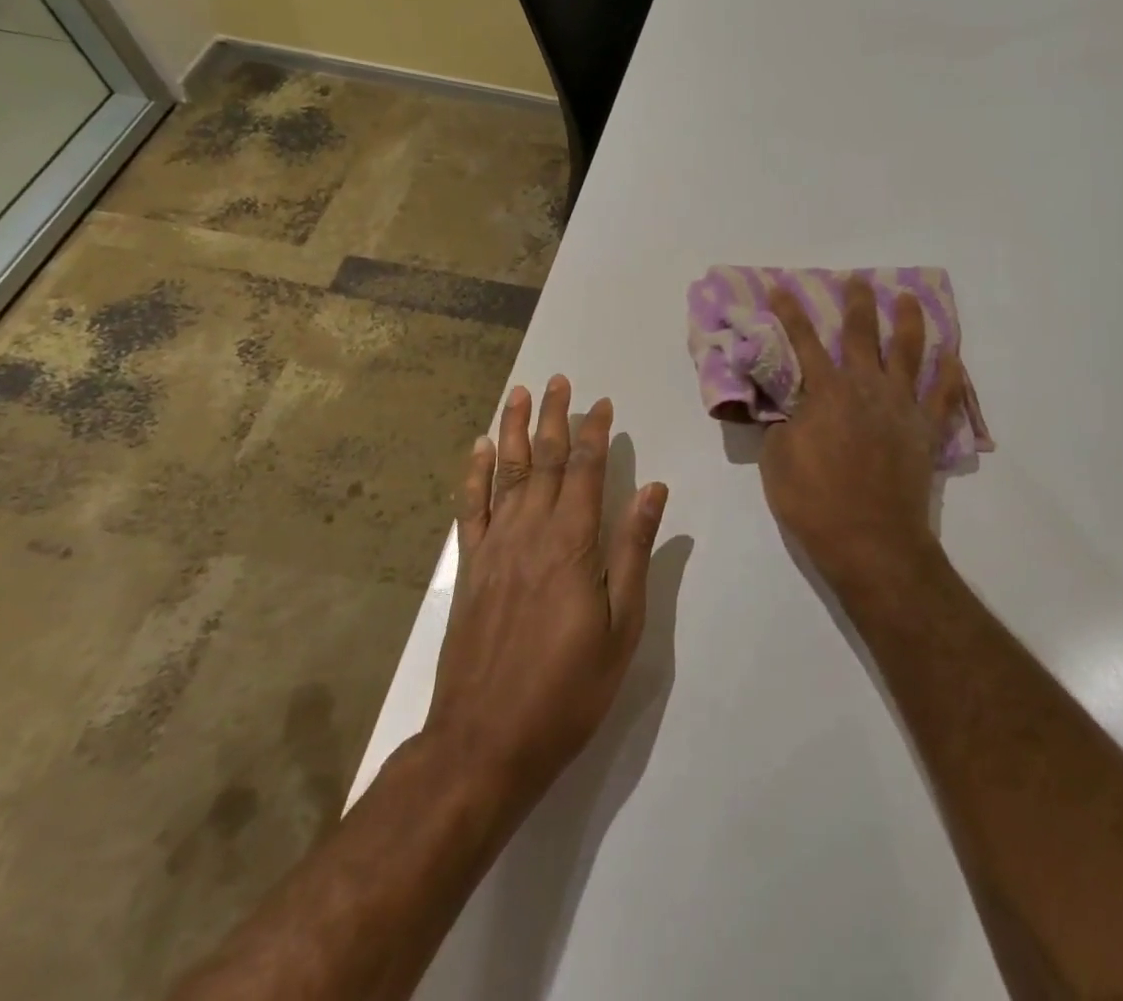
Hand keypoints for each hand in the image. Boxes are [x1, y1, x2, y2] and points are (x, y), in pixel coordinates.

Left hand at [426, 376, 668, 810]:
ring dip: (512, 430)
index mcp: (573, 544)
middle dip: (553, 418)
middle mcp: (531, 532)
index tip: (601, 403)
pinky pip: (471, 509)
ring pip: (505, 473)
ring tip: (518, 394)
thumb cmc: (568, 688)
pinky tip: (478, 449)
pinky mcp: (471, 569)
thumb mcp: (622, 626)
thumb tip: (652, 490)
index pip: (585, 470)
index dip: (594, 433)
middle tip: (558, 380)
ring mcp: (495, 548)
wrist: (485, 741)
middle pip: (543, 460)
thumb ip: (634, 552)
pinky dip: (475, 474)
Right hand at [761, 279, 964, 594]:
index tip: (782, 287)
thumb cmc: (815, 501)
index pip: (803, 342)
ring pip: (909, 352)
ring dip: (909, 322)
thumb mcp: (776, 460)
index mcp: (826, 392)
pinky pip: (944, 395)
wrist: (871, 540)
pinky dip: (951, 374)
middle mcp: (866, 387)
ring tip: (910, 298)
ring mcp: (902, 406)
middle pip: (862, 334)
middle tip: (858, 280)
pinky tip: (953, 355)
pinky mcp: (926, 430)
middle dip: (858, 303)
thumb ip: (781, 423)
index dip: (790, 313)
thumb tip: (786, 404)